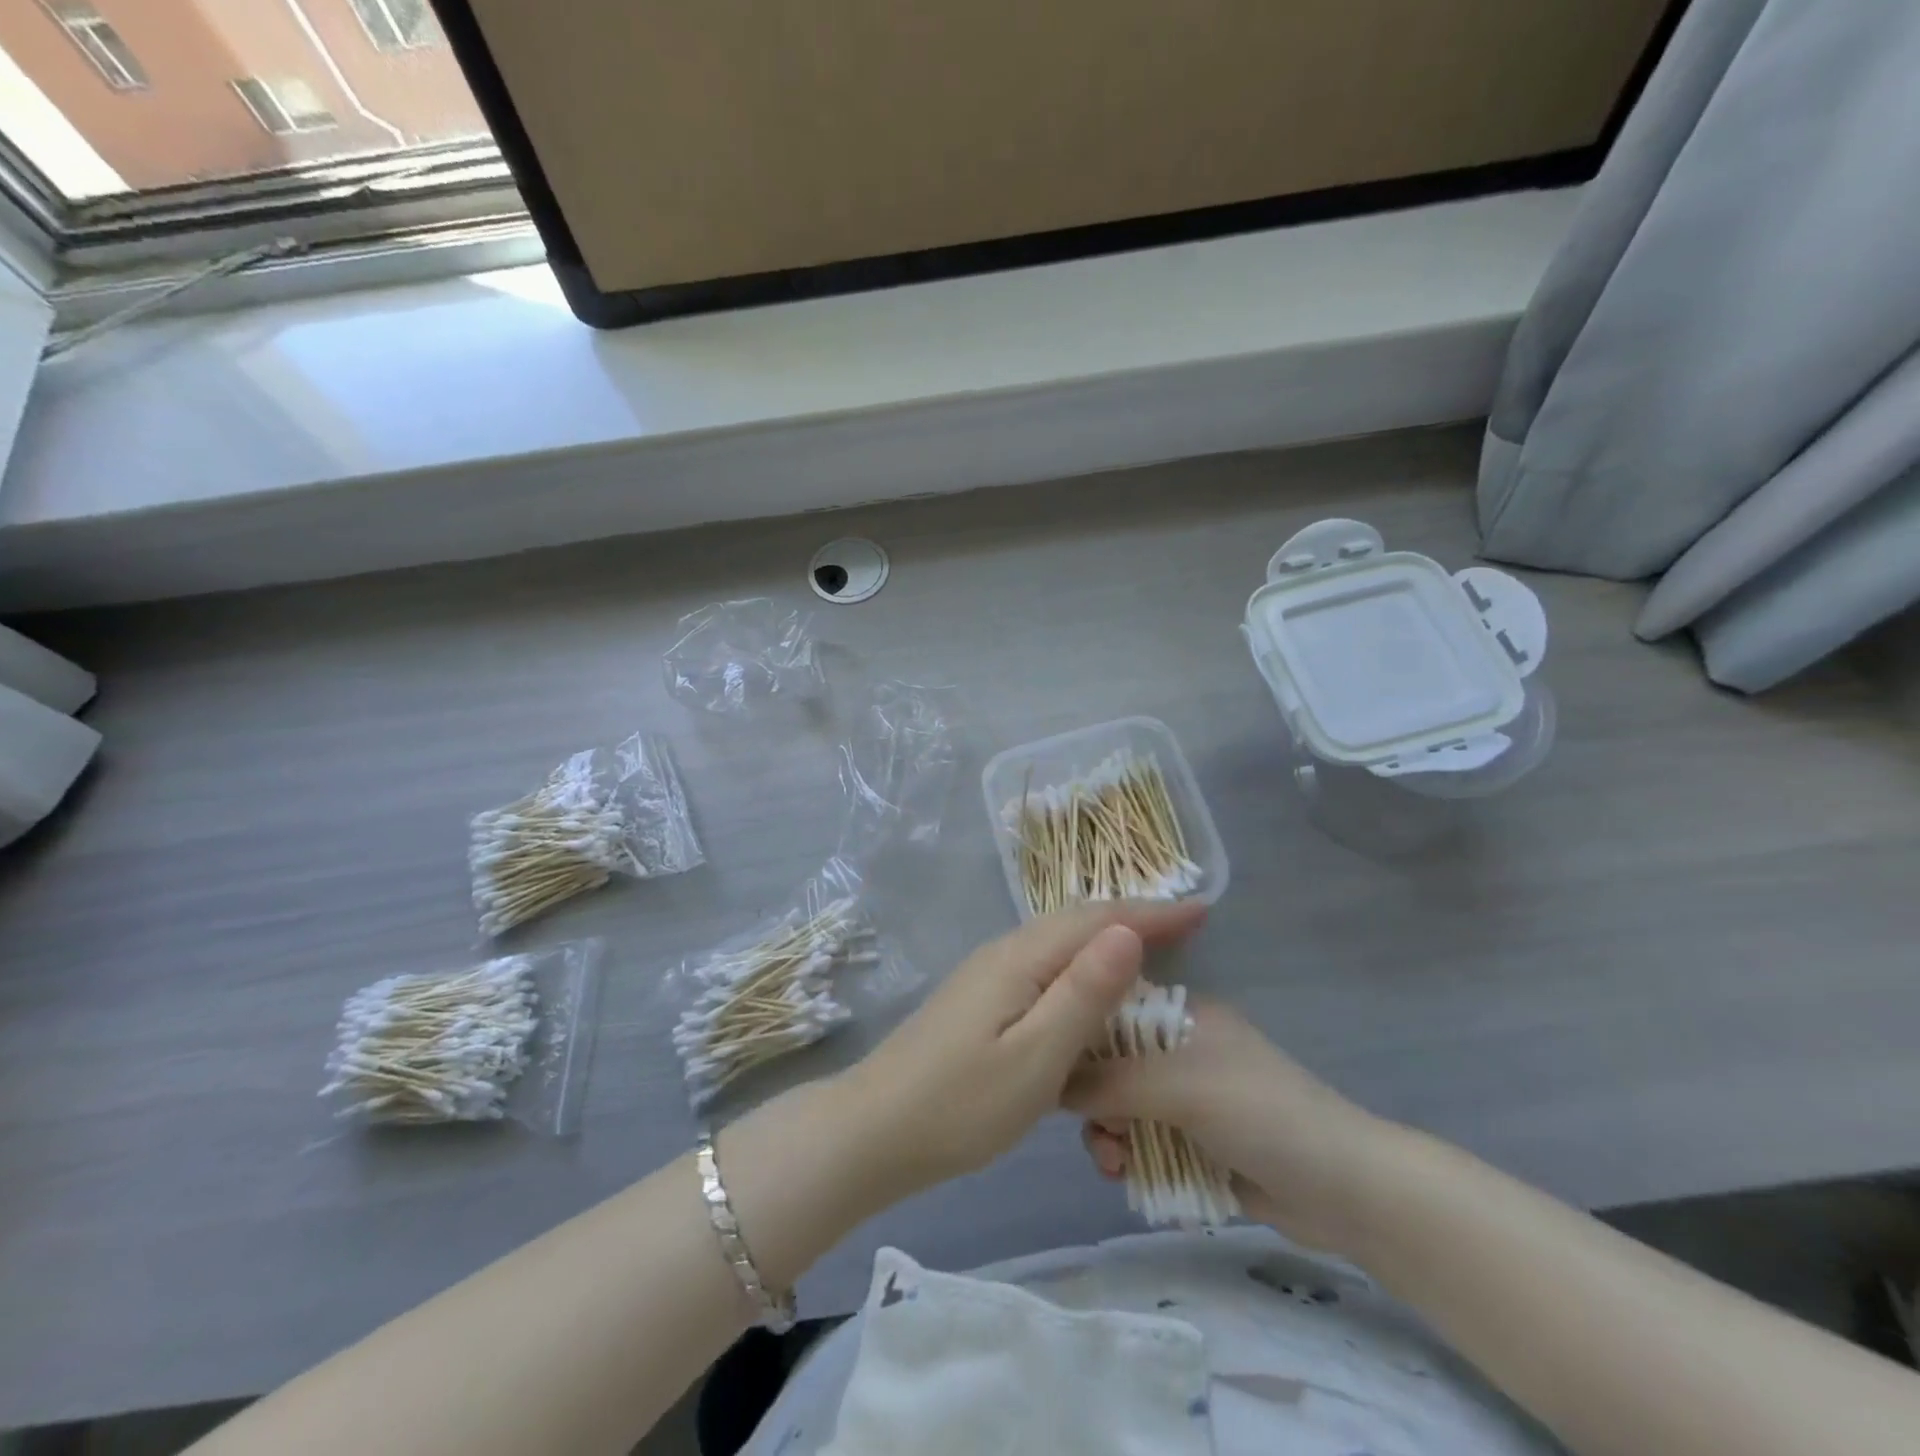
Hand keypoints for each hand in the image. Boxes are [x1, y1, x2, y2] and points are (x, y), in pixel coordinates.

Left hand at [835, 900, 1207, 1204]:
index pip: (1098, 920)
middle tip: (1187, 927)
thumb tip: (1129, 932)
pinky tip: (1090, 990)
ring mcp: (987, 973)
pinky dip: (1080, 964)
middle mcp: (1005, 951)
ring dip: (1106, 939)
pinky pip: (1043, 963)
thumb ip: (1083, 993)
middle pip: (1078, 921)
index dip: (1153, 913)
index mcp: (1022, 958)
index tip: (1203, 911)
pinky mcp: (979, 997)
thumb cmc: (961, 1103)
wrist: (875, 1128)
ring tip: (1151, 951)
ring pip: (1058, 940)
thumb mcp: (1035, 1057)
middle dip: (1134, 918)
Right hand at [1064, 999, 1397, 1252]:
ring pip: (1120, 1107)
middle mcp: (1178, 1048)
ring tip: (1114, 1164)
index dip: (1077, 1032)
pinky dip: (1129, 1157)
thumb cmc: (1259, 1113)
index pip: (1110, 1007)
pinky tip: (1128, 1178)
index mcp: (1181, 1014)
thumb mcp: (1178, 1085)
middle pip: (1109, 1063)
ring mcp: (1186, 1097)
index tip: (1051, 1064)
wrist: (1344, 1191)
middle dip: (1092, 1098)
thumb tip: (1046, 1081)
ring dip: (1107, 1134)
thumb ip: (1109, 1080)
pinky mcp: (1193, 1142)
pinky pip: (1140, 1142)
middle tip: (1093, 1130)